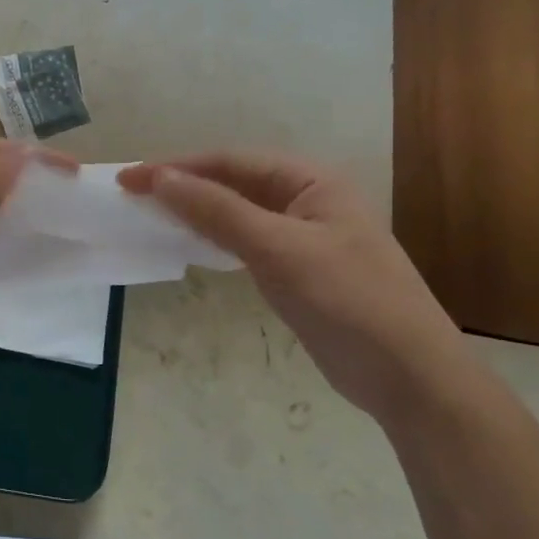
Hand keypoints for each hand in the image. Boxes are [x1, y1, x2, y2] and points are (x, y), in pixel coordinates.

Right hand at [118, 152, 471, 424]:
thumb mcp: (278, 249)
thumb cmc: (347, 300)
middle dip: (183, 187)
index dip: (178, 168)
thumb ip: (217, 210)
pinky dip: (214, 240)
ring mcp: (303, 237)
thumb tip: (159, 177)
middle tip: (132, 196)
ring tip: (150, 216)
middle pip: (233, 183)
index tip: (129, 178)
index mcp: (311, 181)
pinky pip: (246, 243)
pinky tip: (190, 245)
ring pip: (237, 214)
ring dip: (195, 213)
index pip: (231, 162)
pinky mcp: (297, 270)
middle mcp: (307, 200)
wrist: (408, 376)